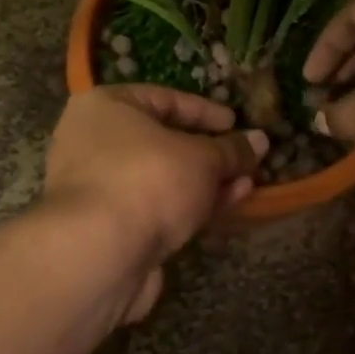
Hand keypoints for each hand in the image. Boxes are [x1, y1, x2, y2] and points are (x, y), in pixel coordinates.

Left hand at [43, 86, 267, 321]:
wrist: (100, 255)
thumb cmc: (148, 180)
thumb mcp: (202, 158)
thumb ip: (232, 149)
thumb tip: (260, 140)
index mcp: (105, 108)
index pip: (164, 98)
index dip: (204, 111)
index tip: (235, 123)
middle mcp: (94, 143)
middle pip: (163, 142)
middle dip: (209, 153)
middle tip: (244, 158)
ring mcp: (100, 188)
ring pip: (163, 179)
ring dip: (206, 182)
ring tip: (247, 184)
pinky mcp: (110, 228)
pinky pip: (157, 208)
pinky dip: (190, 206)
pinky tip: (227, 206)